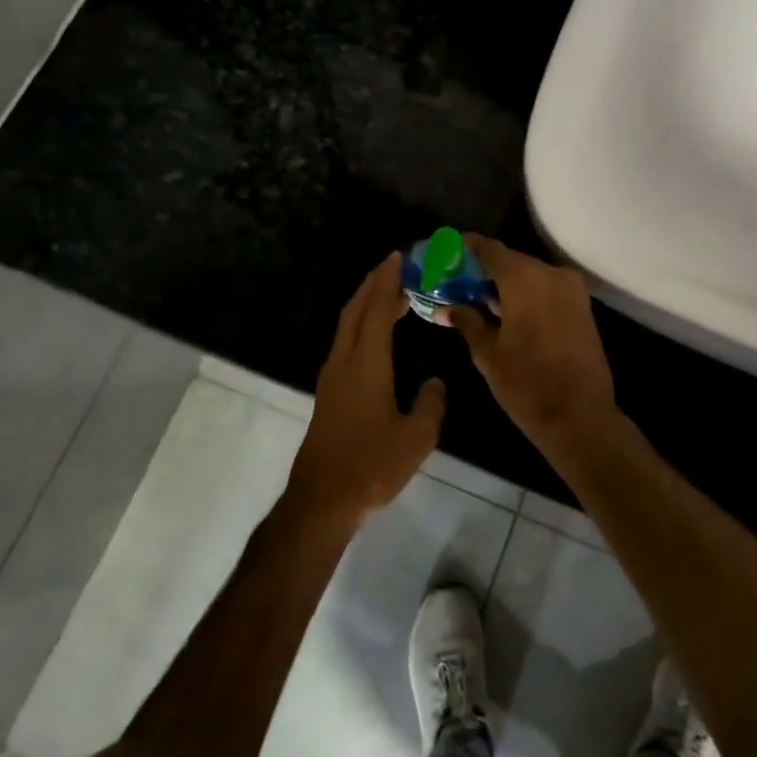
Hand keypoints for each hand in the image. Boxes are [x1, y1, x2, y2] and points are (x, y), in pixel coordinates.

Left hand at [287, 252, 446, 528]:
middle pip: (356, 310)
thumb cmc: (371, 466)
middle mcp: (344, 362)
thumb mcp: (416, 438)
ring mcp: (332, 377)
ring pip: (347, 326)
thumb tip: (434, 383)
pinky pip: (345, 343)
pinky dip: (361, 325)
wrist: (322, 499)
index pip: (377, 309)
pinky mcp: (329, 393)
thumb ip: (431, 404)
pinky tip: (375, 335)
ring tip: (389, 293)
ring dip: (366, 303)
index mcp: (367, 364)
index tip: (399, 257)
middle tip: (396, 266)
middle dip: (374, 284)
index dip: (388, 281)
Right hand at [447, 235, 617, 456]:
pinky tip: (505, 311)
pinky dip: (525, 294)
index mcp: (524, 279)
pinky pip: (546, 289)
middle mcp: (551, 274)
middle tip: (456, 282)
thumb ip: (467, 321)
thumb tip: (448, 307)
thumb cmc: (526, 384)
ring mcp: (571, 289)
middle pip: (510, 261)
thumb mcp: (487, 353)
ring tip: (476, 299)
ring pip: (529, 275)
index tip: (444, 253)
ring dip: (504, 284)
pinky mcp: (582, 306)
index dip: (465, 248)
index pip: (489, 249)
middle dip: (483, 270)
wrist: (579, 416)